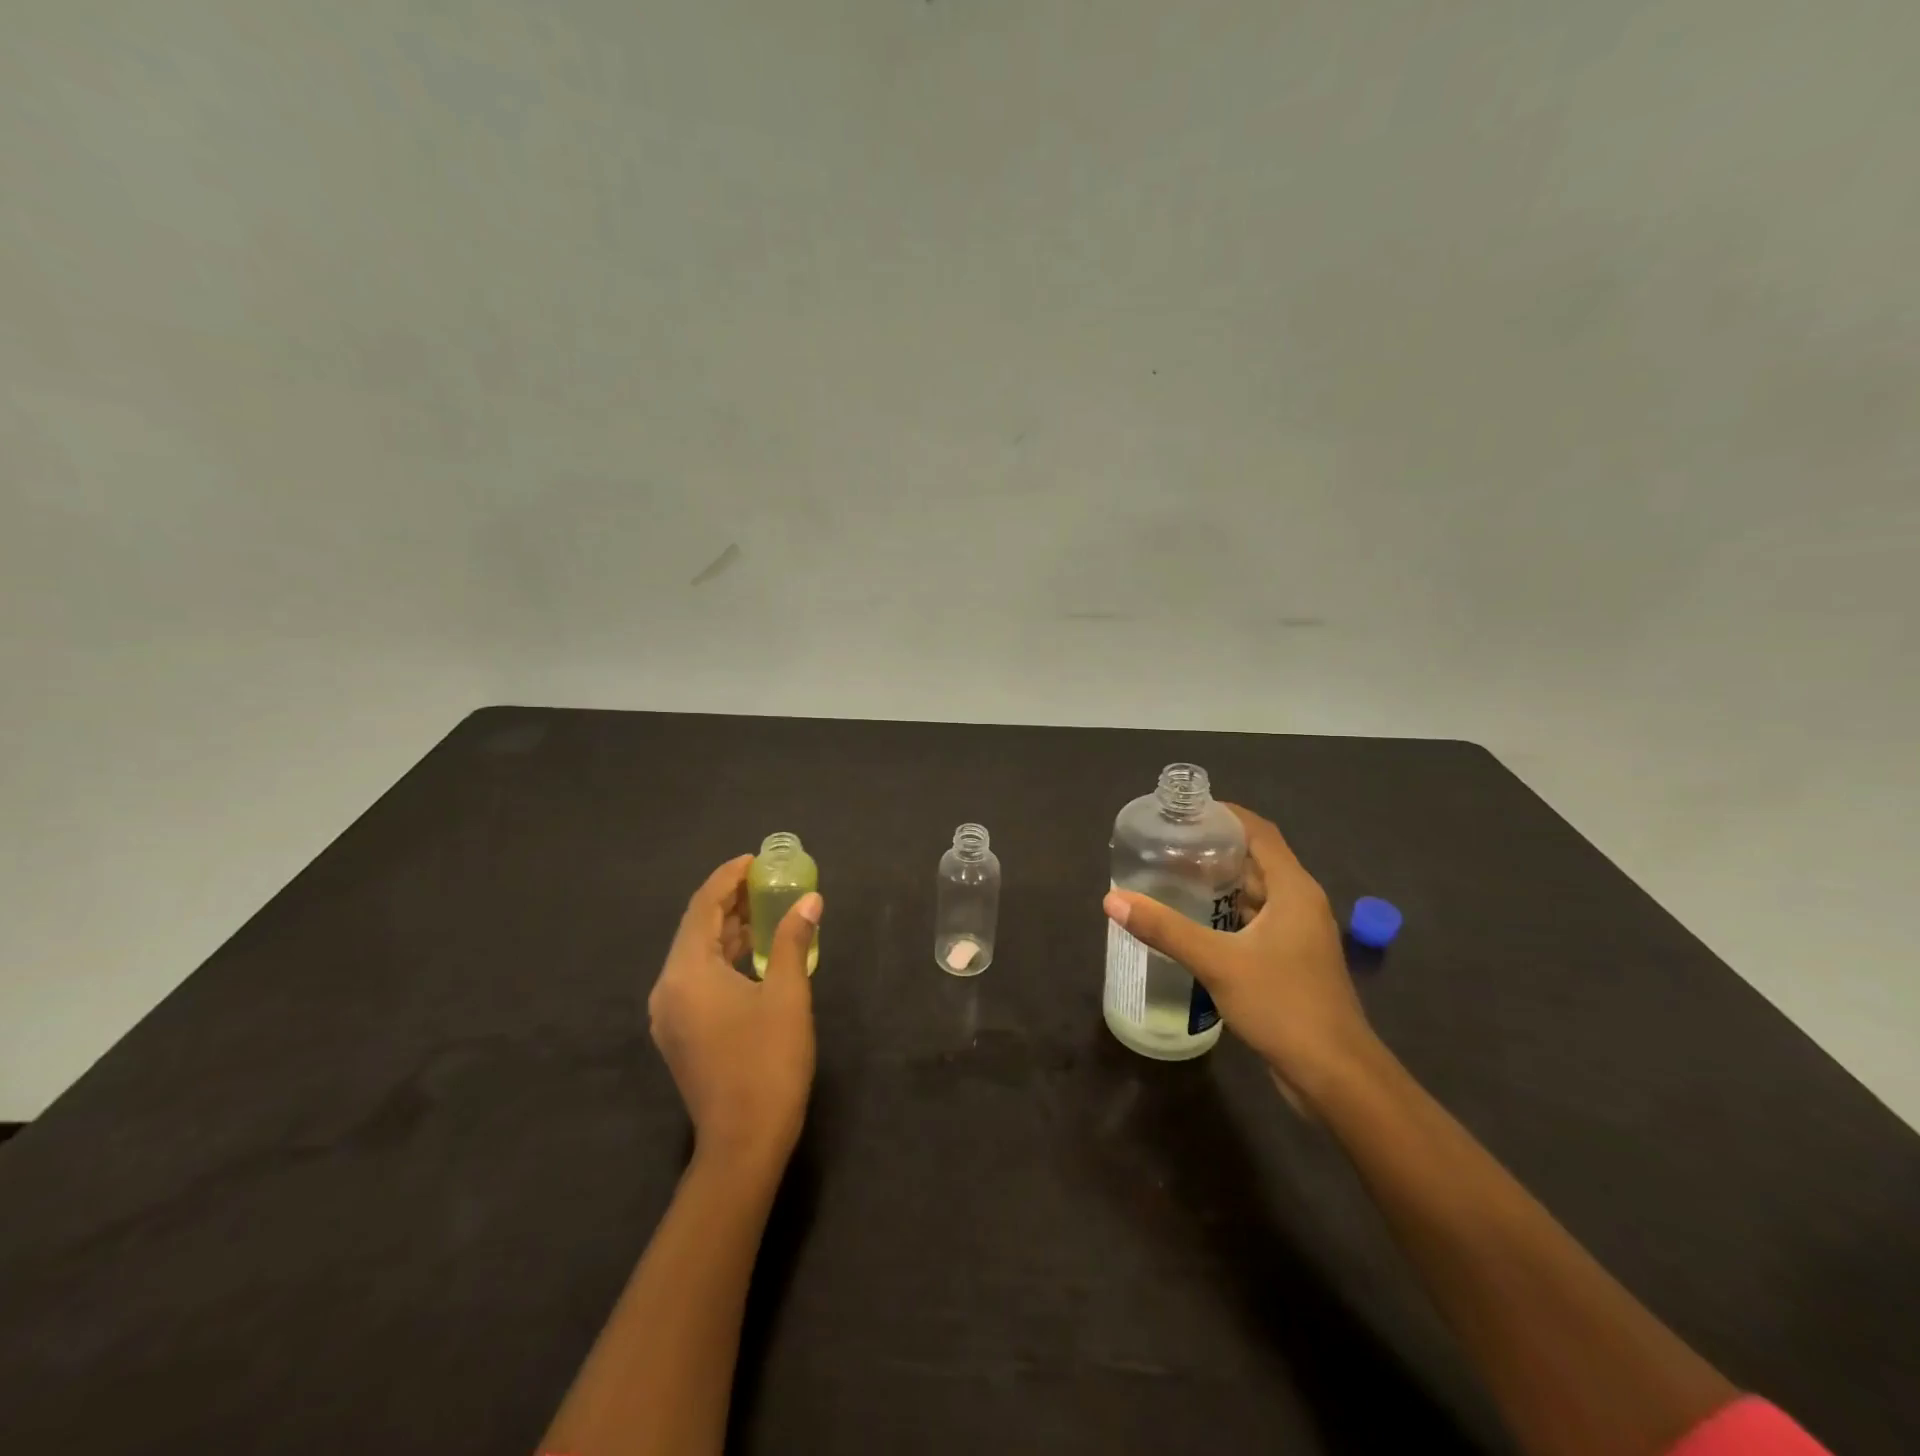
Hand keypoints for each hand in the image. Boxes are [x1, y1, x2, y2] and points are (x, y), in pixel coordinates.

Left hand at [648, 855, 821, 1167]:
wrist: (743, 1143)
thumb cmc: (768, 1062)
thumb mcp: (787, 994)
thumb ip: (792, 940)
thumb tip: (810, 900)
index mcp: (686, 973)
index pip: (702, 907)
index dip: (727, 878)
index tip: (754, 859)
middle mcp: (668, 988)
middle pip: (695, 928)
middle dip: (728, 900)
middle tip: (765, 880)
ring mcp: (669, 1014)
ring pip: (695, 954)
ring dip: (727, 929)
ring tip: (764, 908)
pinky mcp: (679, 1033)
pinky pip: (697, 978)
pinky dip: (722, 957)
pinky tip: (752, 953)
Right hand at [1103, 804, 1381, 1107]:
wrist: (1335, 1076)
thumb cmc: (1283, 1005)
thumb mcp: (1218, 962)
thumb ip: (1165, 929)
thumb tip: (1112, 900)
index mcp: (1294, 889)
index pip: (1259, 832)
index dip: (1225, 814)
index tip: (1184, 810)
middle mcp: (1299, 903)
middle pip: (1256, 859)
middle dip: (1214, 848)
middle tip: (1166, 843)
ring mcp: (1297, 935)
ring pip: (1255, 893)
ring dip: (1218, 883)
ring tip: (1171, 876)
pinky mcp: (1290, 961)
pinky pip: (1254, 921)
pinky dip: (1225, 913)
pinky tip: (1192, 923)